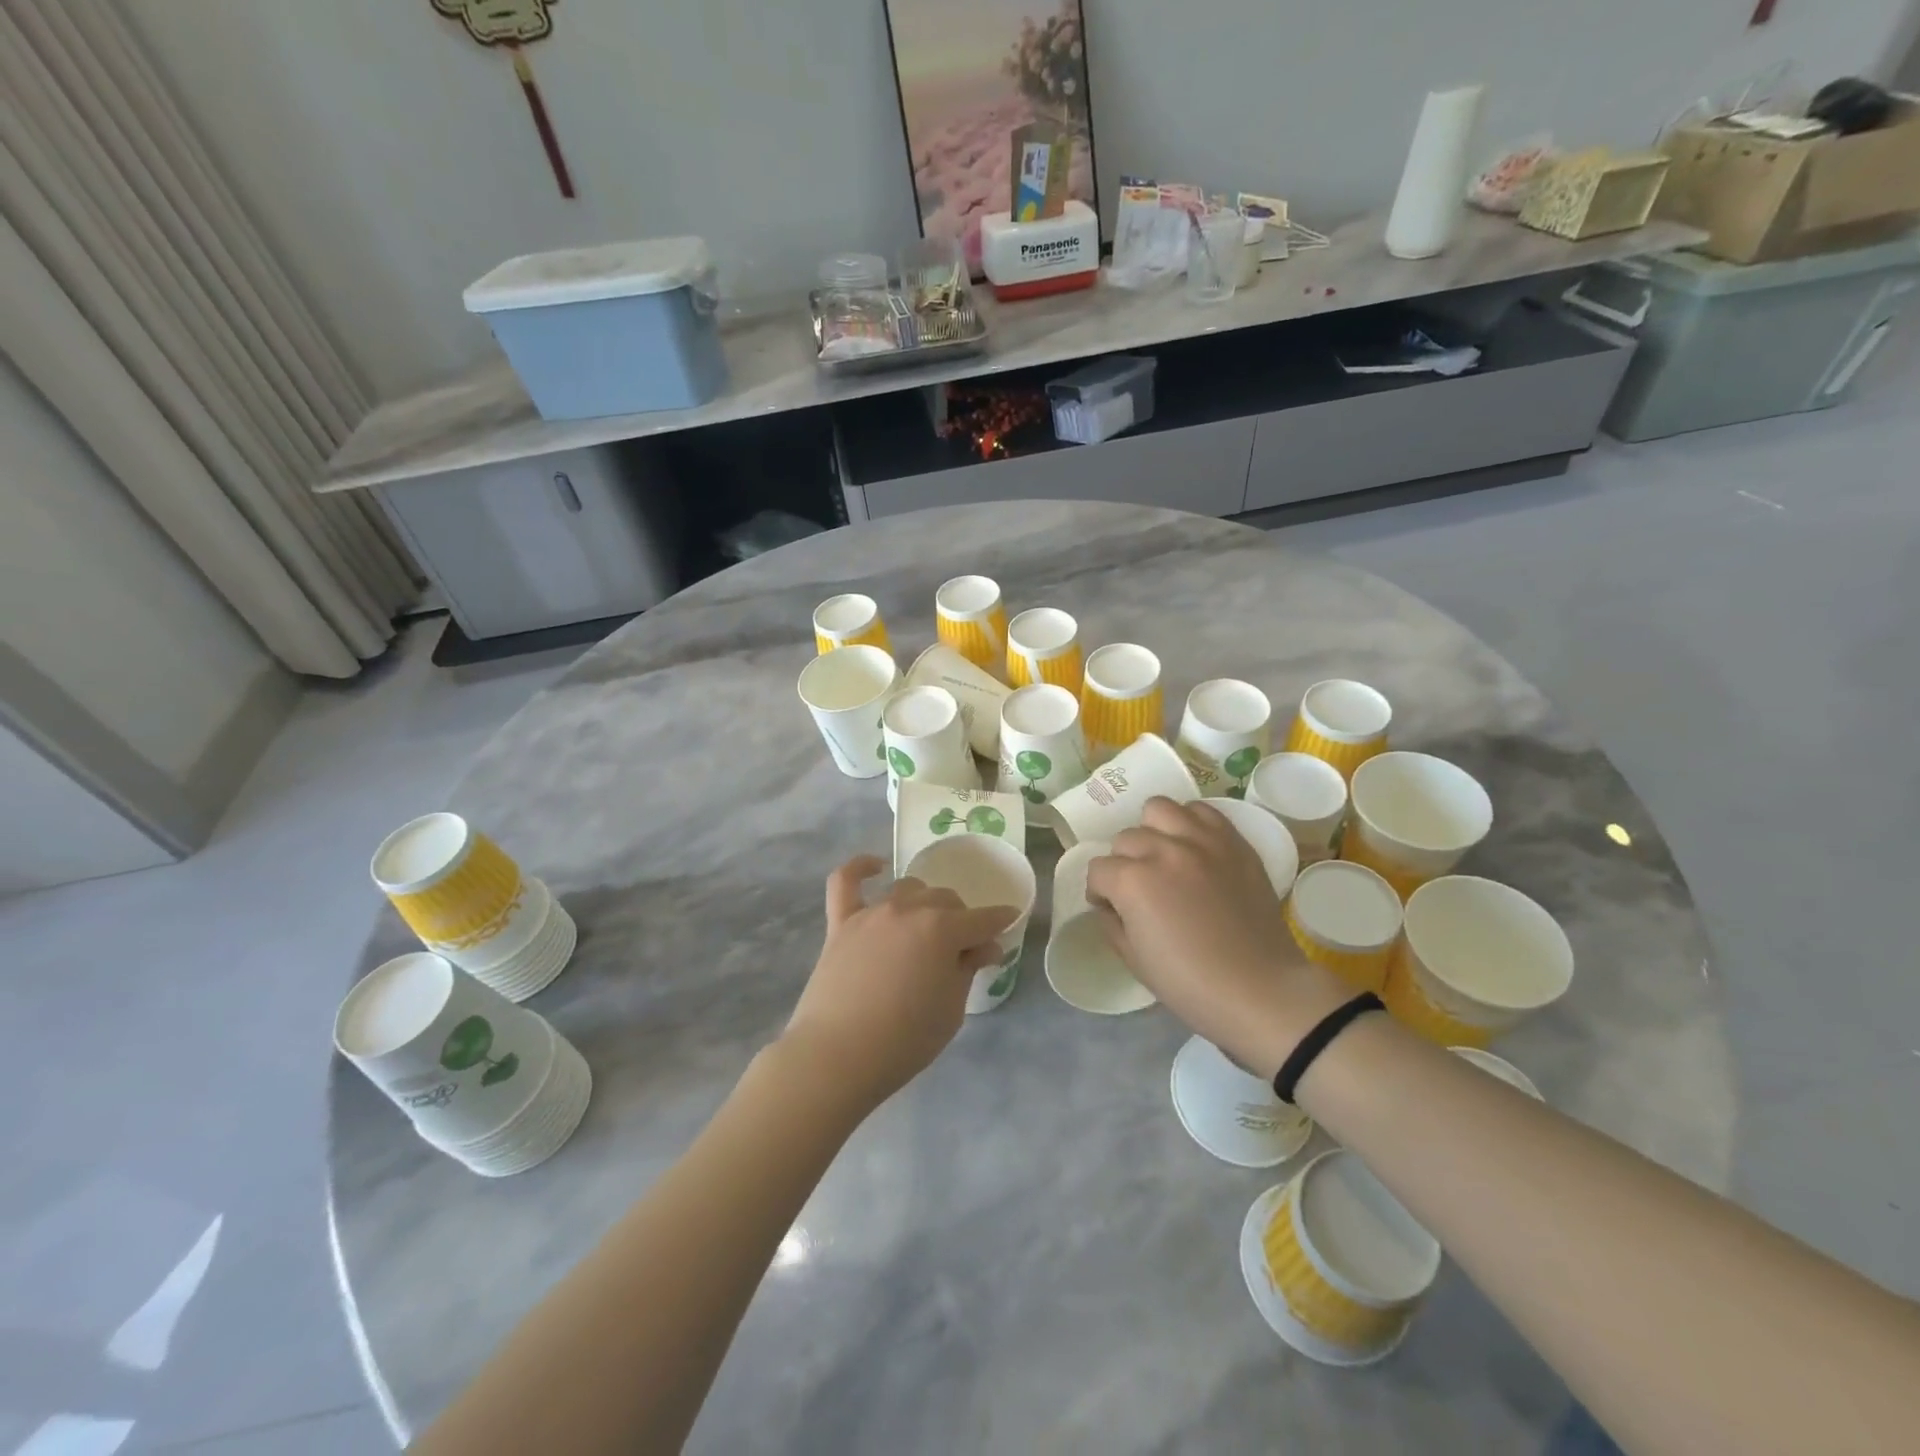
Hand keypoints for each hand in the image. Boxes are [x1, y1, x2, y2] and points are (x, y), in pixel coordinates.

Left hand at [781, 856, 1016, 1112]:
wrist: (838, 1056)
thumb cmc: (905, 1040)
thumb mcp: (951, 1009)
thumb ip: (968, 969)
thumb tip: (984, 945)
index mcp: (943, 930)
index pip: (983, 919)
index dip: (1000, 921)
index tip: (1009, 921)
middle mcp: (910, 910)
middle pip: (946, 900)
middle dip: (962, 919)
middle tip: (962, 950)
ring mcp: (872, 913)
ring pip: (908, 889)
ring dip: (925, 903)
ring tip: (926, 928)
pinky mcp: (841, 923)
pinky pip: (846, 881)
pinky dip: (860, 868)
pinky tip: (875, 867)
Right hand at [1084, 799, 1348, 1078]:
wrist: (1261, 990)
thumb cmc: (1190, 985)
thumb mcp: (1134, 960)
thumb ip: (1111, 923)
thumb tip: (1109, 904)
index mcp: (1133, 881)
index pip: (1098, 870)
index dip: (1099, 892)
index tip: (1111, 908)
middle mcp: (1163, 850)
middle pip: (1126, 839)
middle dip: (1124, 863)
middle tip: (1140, 889)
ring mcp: (1201, 841)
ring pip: (1159, 809)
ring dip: (1153, 831)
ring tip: (1164, 855)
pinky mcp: (1233, 842)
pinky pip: (1202, 810)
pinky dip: (1190, 823)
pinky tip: (1193, 847)